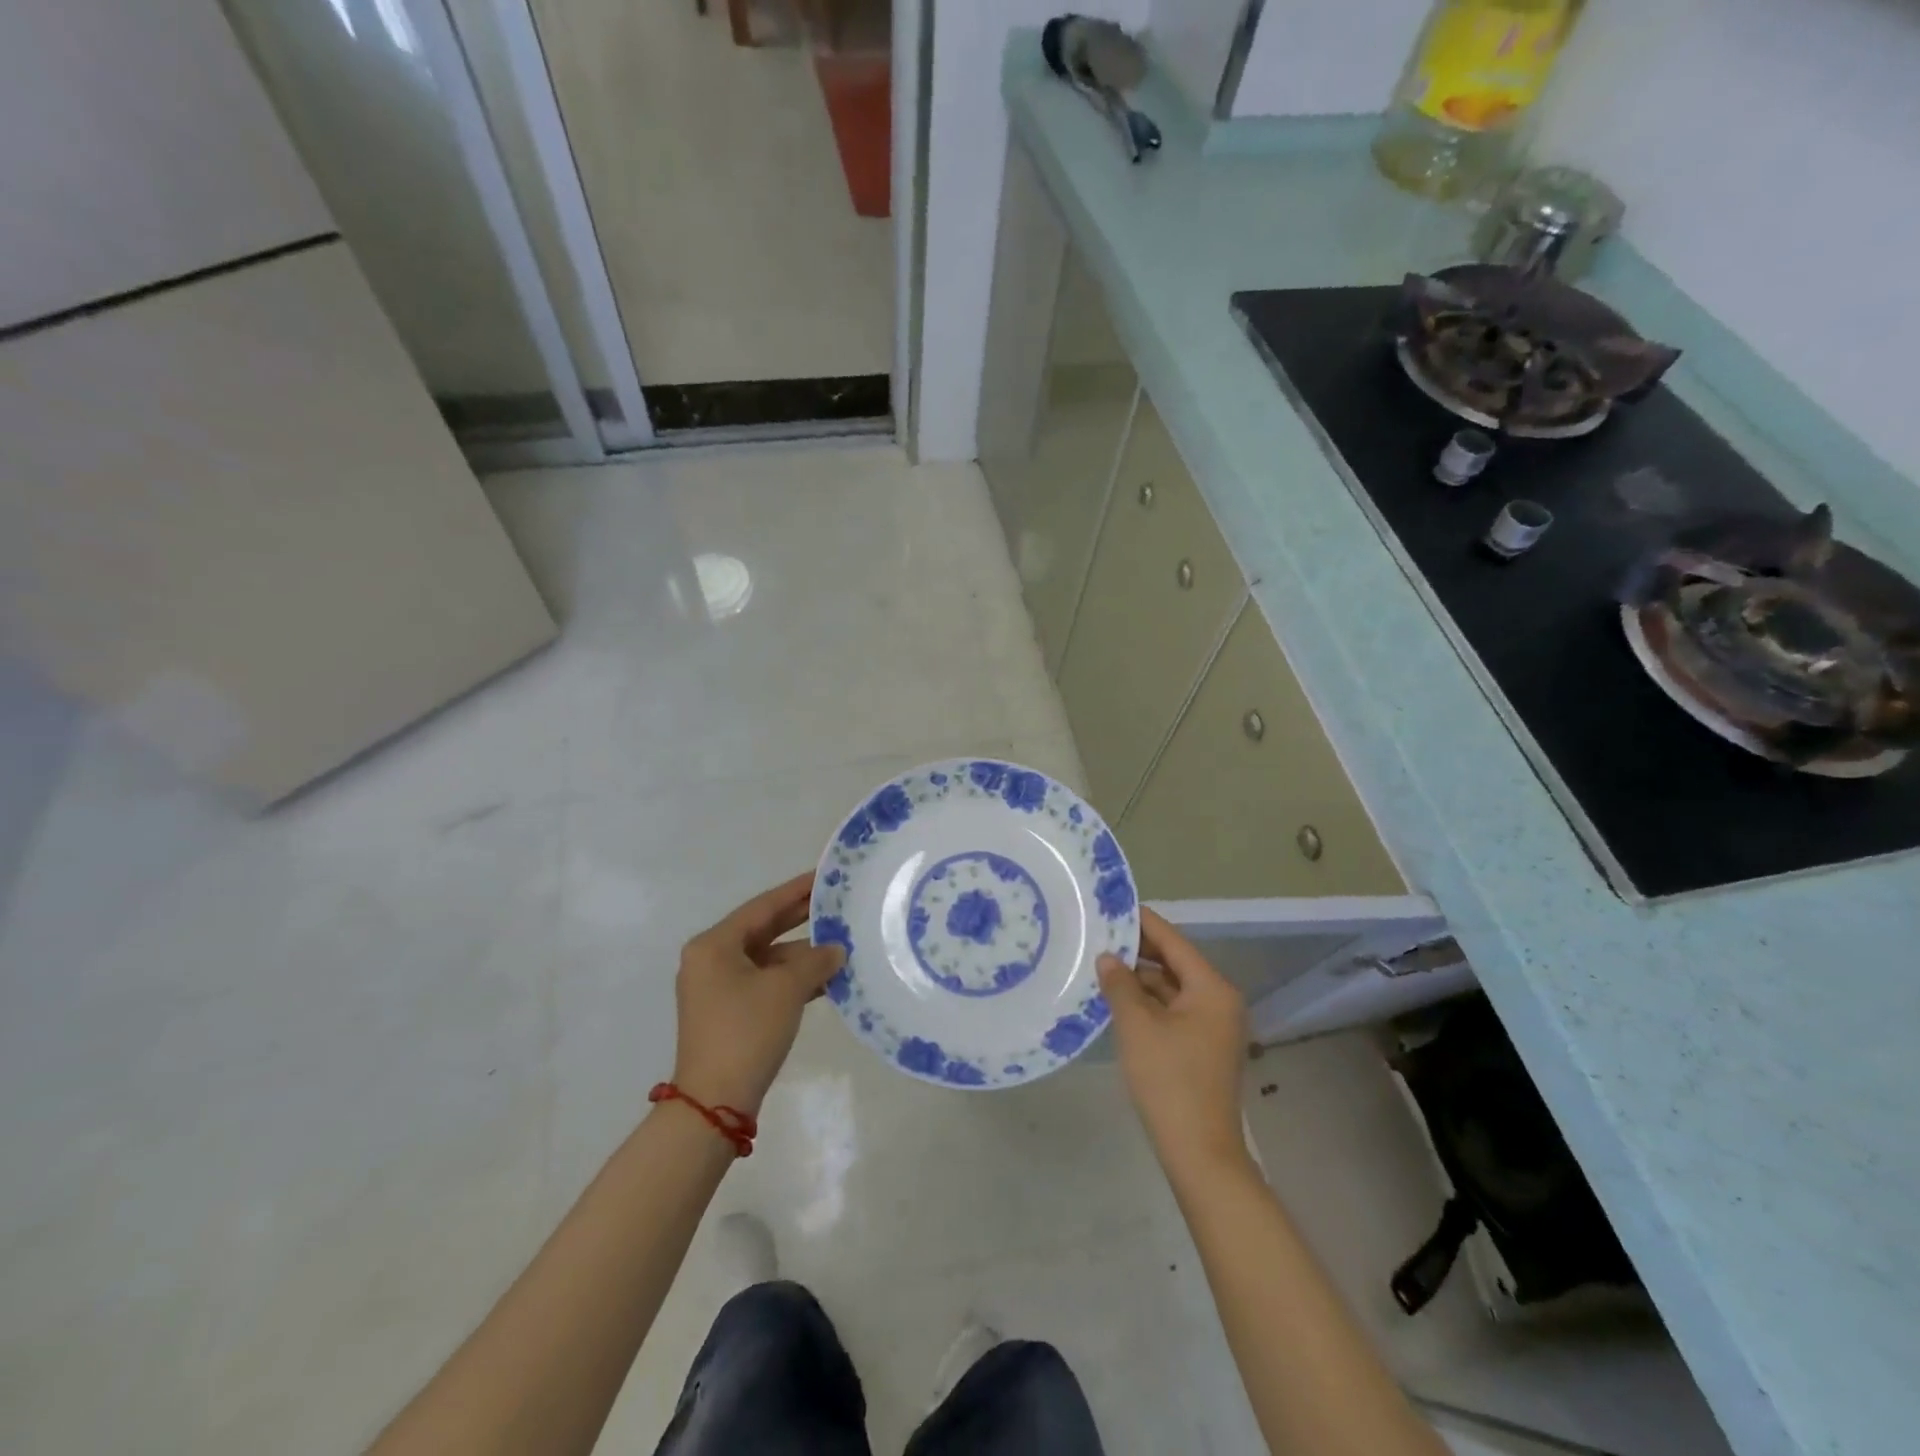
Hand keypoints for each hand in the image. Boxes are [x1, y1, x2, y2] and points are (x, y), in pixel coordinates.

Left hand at [670, 873, 845, 1115]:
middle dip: (801, 919)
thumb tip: (836, 950)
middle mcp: (711, 960)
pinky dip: (793, 979)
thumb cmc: (746, 1031)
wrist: (715, 1103)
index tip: (824, 876)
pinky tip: (827, 978)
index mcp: (714, 945)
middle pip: (763, 930)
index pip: (763, 907)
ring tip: (842, 943)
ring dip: (802, 954)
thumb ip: (815, 961)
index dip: (796, 890)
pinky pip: (765, 982)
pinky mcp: (729, 1012)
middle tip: (837, 903)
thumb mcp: (786, 989)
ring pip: (768, 959)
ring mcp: (718, 988)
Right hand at [1098, 907, 1249, 1175]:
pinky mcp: (1202, 1047)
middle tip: (1098, 934)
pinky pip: (1172, 1010)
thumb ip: (1121, 984)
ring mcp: (1213, 1026)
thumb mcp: (1137, 1026)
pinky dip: (1147, 1003)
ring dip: (1139, 979)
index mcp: (1211, 988)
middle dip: (1138, 951)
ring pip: (1171, 988)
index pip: (1173, 941)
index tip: (1113, 905)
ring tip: (1100, 964)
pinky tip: (1117, 999)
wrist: (1199, 1153)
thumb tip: (1109, 958)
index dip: (1142, 922)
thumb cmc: (1169, 1081)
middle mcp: (1219, 1000)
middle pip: (1174, 963)